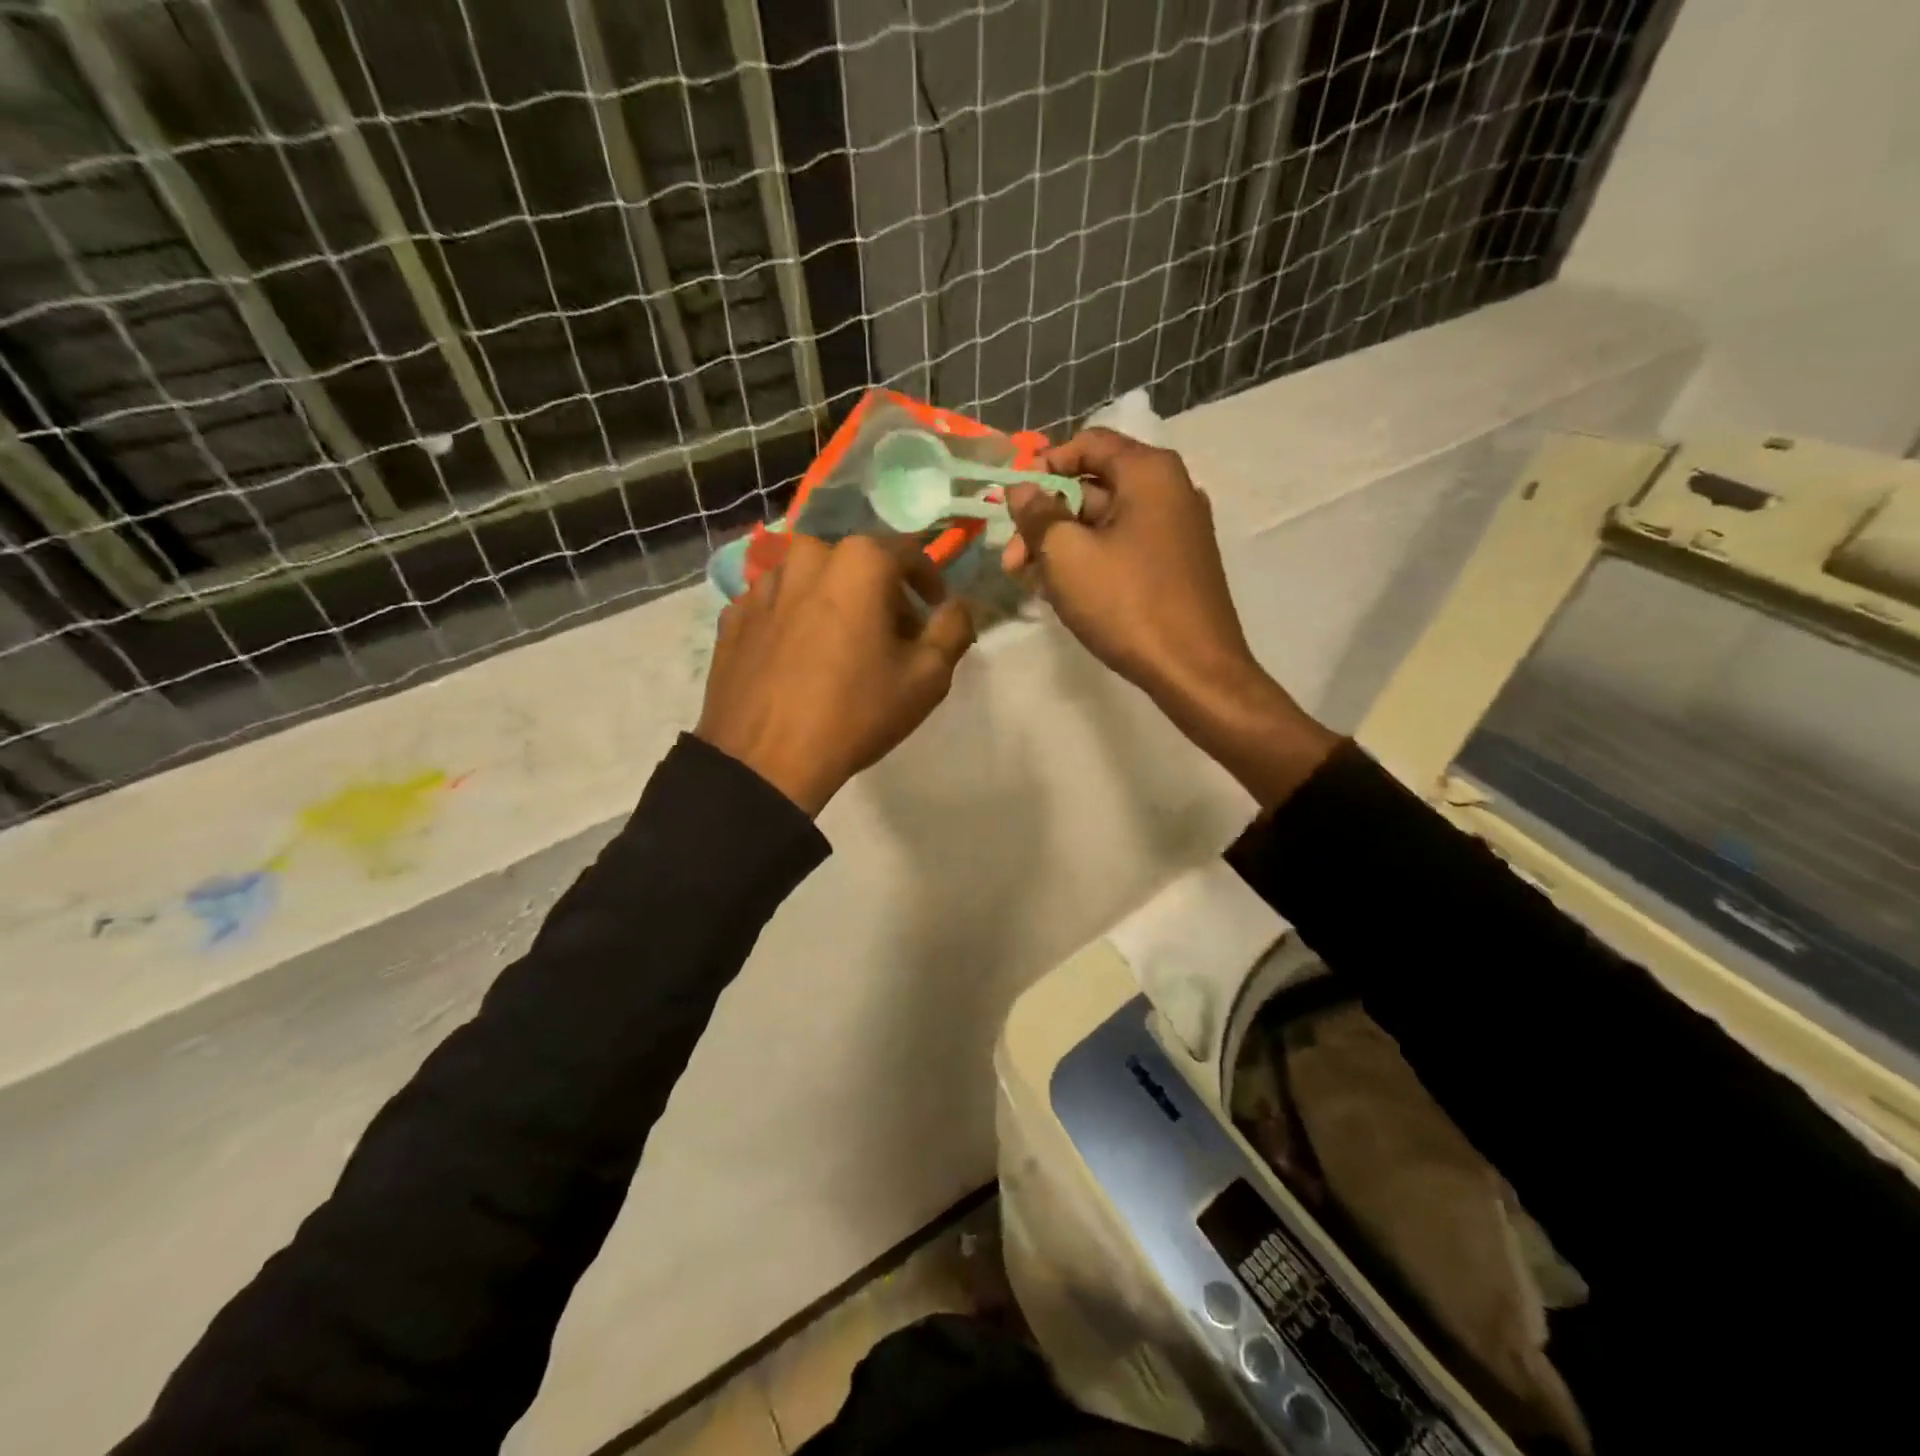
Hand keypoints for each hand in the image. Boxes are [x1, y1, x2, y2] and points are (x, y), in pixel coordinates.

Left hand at [697, 534, 974, 814]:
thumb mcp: (927, 677)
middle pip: (857, 564)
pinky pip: (777, 605)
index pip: (909, 553)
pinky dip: (796, 620)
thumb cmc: (856, 712)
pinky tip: (801, 658)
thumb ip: (954, 628)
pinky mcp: (733, 615)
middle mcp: (807, 556)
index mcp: (859, 561)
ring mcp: (763, 585)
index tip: (934, 609)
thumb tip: (957, 605)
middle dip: (881, 592)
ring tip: (843, 646)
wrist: (765, 760)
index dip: (929, 581)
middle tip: (891, 635)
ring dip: (835, 601)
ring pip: (812, 580)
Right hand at [1003, 427, 1336, 807]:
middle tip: (1012, 561)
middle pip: (1094, 487)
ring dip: (1063, 545)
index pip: (1088, 443)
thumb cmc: (1127, 604)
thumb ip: (1038, 515)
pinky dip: (1091, 561)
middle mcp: (1170, 490)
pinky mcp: (1177, 565)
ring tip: (1032, 583)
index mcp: (1149, 472)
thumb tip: (1022, 489)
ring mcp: (1177, 530)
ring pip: (1106, 523)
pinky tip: (1065, 593)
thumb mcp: (1067, 555)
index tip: (1014, 503)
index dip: (1044, 466)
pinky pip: (1125, 547)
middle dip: (1046, 519)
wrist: (1194, 670)